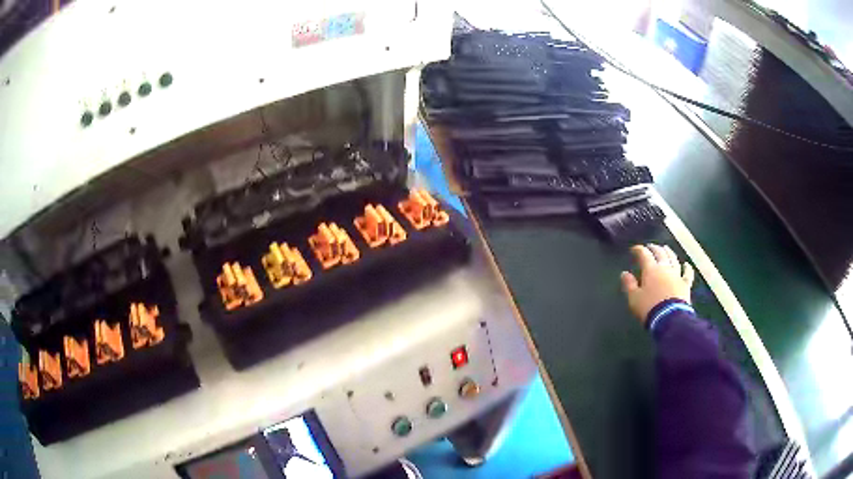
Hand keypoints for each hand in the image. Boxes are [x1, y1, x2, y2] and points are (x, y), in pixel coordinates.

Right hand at [620, 244, 694, 323]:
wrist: (670, 318)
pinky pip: (687, 273)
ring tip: (666, 248)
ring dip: (669, 252)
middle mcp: (665, 268)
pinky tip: (686, 264)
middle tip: (650, 247)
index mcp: (651, 269)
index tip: (634, 249)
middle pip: (660, 253)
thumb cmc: (649, 308)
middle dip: (654, 248)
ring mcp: (677, 275)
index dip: (639, 250)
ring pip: (673, 259)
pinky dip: (687, 268)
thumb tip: (624, 273)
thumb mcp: (634, 298)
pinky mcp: (685, 284)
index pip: (644, 254)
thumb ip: (629, 284)